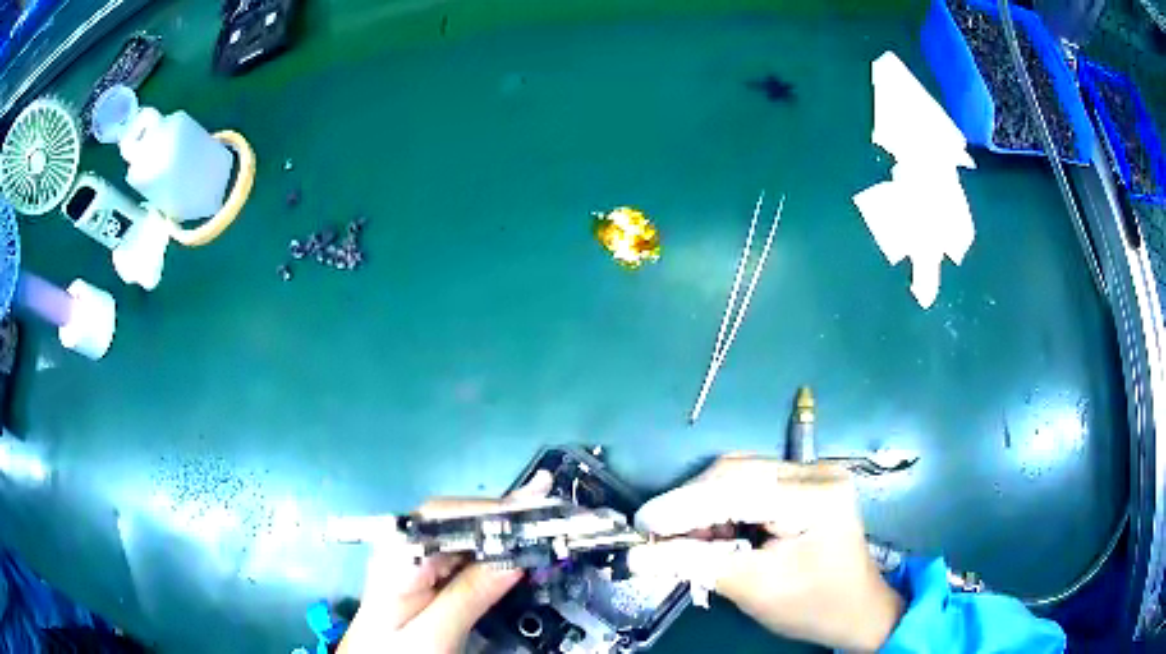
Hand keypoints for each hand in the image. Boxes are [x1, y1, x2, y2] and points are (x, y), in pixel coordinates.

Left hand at [338, 471, 552, 653]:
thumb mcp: (433, 636)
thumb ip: (468, 597)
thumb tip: (515, 558)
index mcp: (395, 559)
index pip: (442, 517)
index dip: (490, 512)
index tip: (535, 513)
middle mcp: (402, 550)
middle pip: (455, 519)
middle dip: (502, 515)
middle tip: (551, 512)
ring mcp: (413, 561)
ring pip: (462, 533)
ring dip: (503, 527)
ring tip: (544, 518)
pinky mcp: (425, 575)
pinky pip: (463, 553)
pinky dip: (494, 547)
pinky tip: (516, 542)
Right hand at [628, 454, 903, 652]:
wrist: (856, 609)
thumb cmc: (813, 605)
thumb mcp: (754, 588)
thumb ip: (697, 564)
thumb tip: (639, 555)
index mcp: (816, 498)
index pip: (737, 491)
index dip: (683, 507)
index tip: (641, 526)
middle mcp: (816, 472)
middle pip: (735, 473)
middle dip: (689, 504)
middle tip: (656, 535)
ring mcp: (811, 472)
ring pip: (737, 474)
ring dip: (702, 504)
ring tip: (681, 538)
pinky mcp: (802, 482)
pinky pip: (748, 484)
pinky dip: (720, 506)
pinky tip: (710, 531)